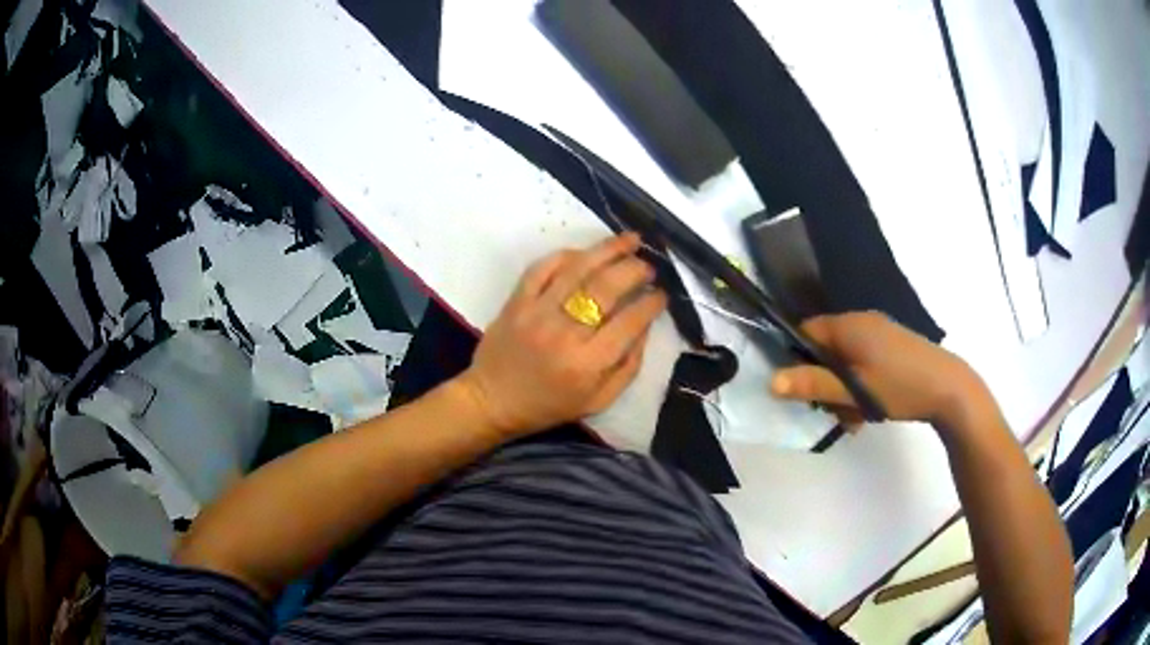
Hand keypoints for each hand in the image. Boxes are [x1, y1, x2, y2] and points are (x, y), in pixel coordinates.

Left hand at [456, 234, 667, 437]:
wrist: (492, 401)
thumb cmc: (548, 405)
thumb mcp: (598, 400)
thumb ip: (627, 367)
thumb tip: (645, 326)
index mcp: (588, 363)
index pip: (630, 322)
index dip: (652, 303)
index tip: (661, 294)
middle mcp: (564, 333)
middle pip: (607, 289)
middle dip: (634, 270)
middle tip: (648, 266)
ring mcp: (537, 313)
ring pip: (578, 270)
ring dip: (608, 250)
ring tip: (630, 239)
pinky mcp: (516, 301)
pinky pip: (542, 268)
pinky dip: (566, 255)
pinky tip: (585, 252)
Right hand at [770, 312, 992, 429]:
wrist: (949, 389)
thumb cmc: (899, 386)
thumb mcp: (854, 390)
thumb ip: (814, 384)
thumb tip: (771, 382)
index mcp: (849, 325)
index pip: (806, 332)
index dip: (797, 359)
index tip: (800, 390)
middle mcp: (862, 323)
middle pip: (826, 350)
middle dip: (824, 382)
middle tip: (833, 411)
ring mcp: (880, 334)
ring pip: (845, 362)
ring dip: (843, 390)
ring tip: (855, 417)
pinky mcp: (892, 348)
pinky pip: (864, 364)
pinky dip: (860, 386)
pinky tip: (870, 410)